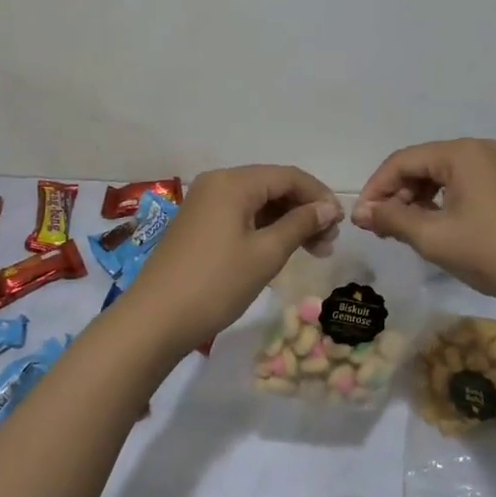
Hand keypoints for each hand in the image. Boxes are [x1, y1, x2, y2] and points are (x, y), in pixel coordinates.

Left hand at [118, 165, 341, 356]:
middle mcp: (217, 183)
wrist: (154, 320)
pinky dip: (264, 229)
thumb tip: (328, 208)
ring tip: (313, 250)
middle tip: (329, 243)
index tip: (341, 223)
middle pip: (272, 186)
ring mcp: (204, 203)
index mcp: (233, 182)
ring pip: (257, 202)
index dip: (318, 195)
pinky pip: (240, 215)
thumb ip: (299, 225)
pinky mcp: (198, 224)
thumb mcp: (265, 254)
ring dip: (286, 222)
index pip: (288, 176)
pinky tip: (281, 250)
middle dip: (304, 210)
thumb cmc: (215, 284)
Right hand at [351, 139, 495, 304]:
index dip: (376, 188)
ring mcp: (493, 167)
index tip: (360, 218)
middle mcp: (477, 150)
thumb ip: (392, 219)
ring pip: (438, 176)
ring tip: (400, 230)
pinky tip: (429, 227)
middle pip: (421, 165)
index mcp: (460, 152)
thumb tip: (360, 212)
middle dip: (395, 194)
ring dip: (415, 200)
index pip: (403, 161)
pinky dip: (438, 203)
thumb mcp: (433, 237)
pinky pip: (458, 186)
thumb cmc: (490, 252)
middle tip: (378, 227)